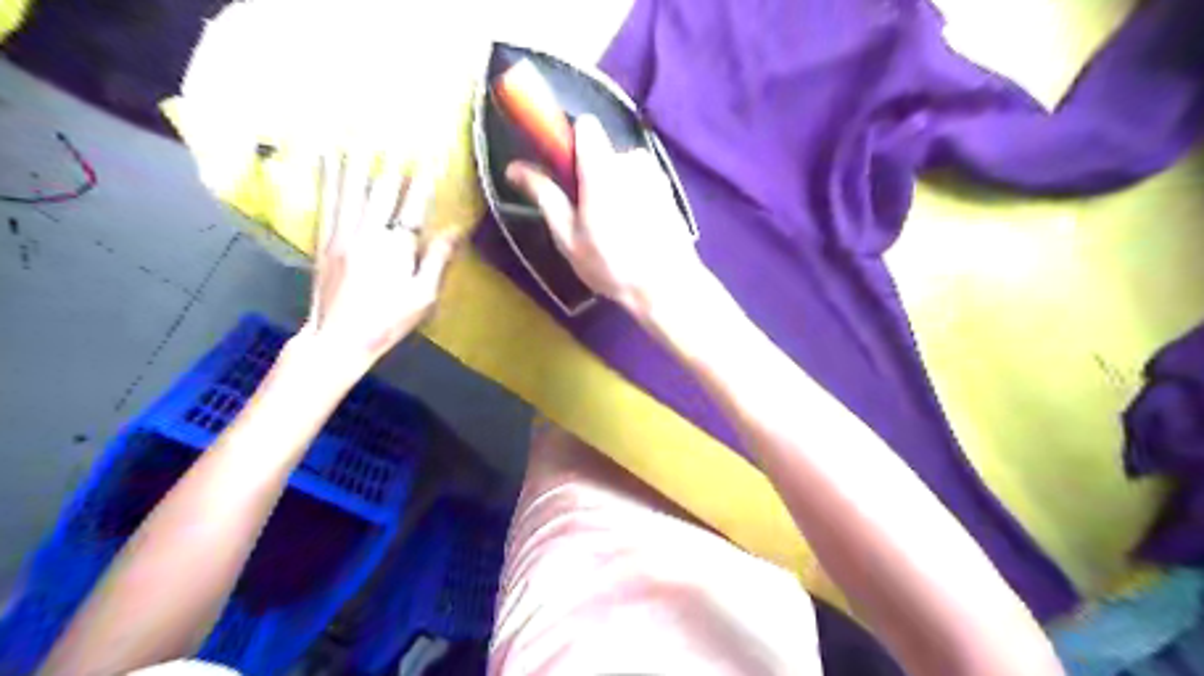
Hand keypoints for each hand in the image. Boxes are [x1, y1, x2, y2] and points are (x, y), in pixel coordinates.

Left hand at [305, 152, 458, 373]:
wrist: (337, 339)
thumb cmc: (387, 321)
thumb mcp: (422, 296)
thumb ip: (437, 259)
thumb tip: (455, 230)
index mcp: (395, 248)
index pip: (414, 206)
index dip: (425, 181)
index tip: (433, 158)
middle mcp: (367, 233)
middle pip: (382, 191)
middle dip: (393, 163)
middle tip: (399, 137)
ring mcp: (341, 234)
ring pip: (350, 189)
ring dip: (358, 160)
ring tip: (360, 134)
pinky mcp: (323, 240)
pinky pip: (326, 201)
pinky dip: (328, 177)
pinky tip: (327, 159)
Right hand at [504, 113, 705, 319]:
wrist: (667, 286)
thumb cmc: (612, 265)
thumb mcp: (568, 237)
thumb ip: (544, 196)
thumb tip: (514, 167)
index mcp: (603, 168)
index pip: (584, 125)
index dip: (570, 144)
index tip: (564, 173)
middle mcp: (632, 161)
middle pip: (601, 151)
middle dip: (590, 175)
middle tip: (587, 215)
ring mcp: (655, 173)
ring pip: (622, 167)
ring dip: (613, 187)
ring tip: (613, 227)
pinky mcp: (668, 188)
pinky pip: (640, 180)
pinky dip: (632, 195)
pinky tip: (634, 229)